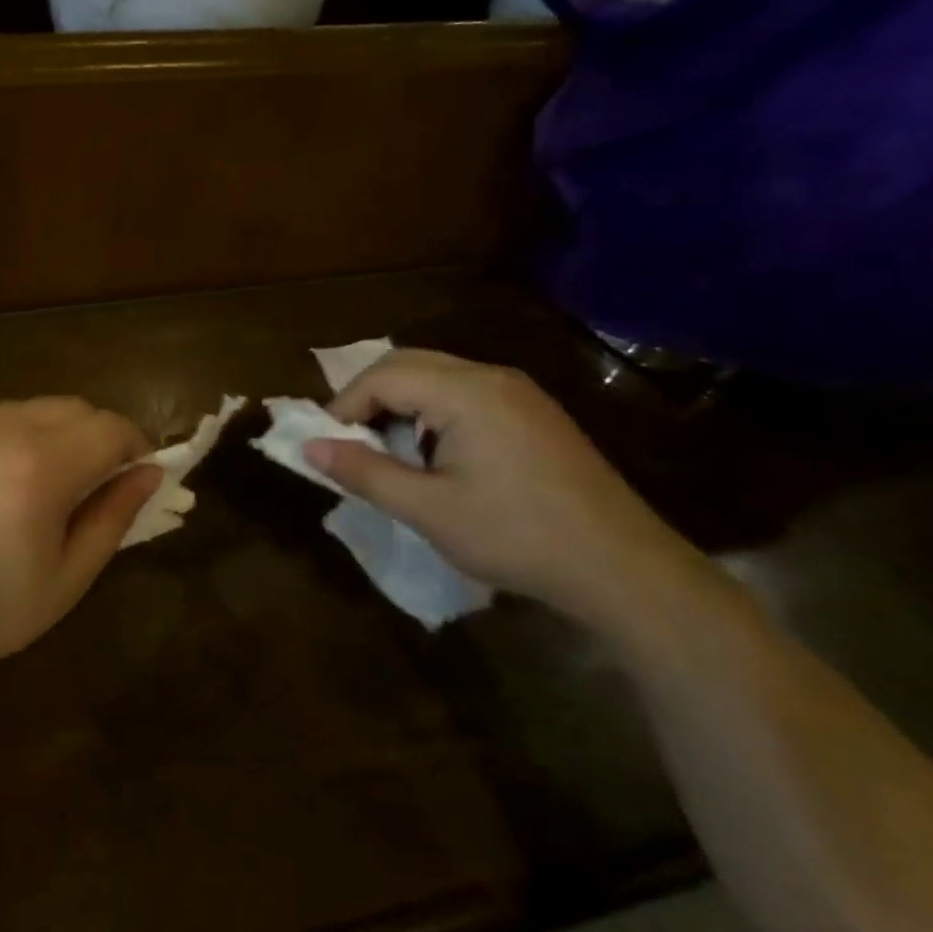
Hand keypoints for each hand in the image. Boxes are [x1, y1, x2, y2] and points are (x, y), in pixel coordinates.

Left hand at [0, 398, 160, 691]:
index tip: (135, 476)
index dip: (136, 446)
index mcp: (39, 466)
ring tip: (30, 487)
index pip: (112, 427)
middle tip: (89, 483)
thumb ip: (113, 518)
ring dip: (47, 436)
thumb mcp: (63, 581)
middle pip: (73, 407)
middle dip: (96, 436)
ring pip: (25, 409)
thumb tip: (149, 473)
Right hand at [305, 350, 704, 624]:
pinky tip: (437, 456)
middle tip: (351, 443)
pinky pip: (467, 393)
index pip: (383, 376)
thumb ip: (365, 473)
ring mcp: (519, 392)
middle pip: (409, 363)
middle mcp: (492, 377)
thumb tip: (310, 447)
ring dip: (402, 404)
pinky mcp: (534, 413)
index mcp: (466, 392)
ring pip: (438, 375)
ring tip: (390, 453)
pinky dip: (433, 412)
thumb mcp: (429, 510)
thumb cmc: (517, 537)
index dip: (345, 406)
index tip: (328, 446)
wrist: (622, 568)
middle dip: (370, 398)